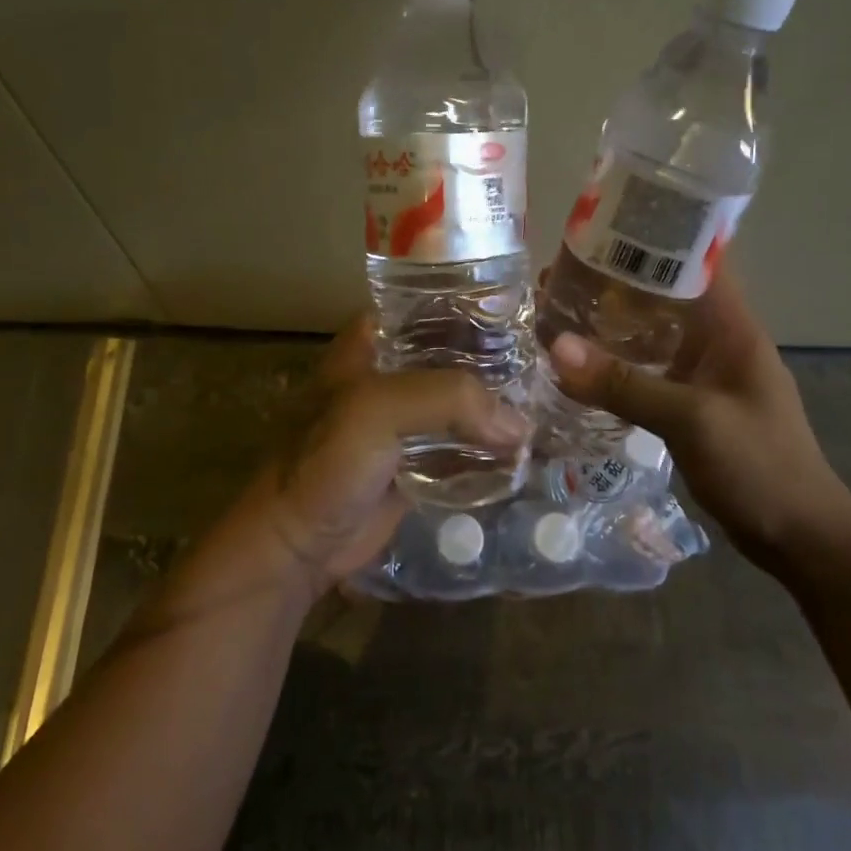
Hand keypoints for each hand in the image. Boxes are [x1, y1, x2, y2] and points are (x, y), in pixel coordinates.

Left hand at [211, 316, 528, 601]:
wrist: (297, 545)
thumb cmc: (325, 463)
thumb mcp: (377, 411)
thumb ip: (448, 400)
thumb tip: (520, 425)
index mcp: (376, 342)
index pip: (435, 305)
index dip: (480, 306)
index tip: (530, 313)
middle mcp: (395, 371)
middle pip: (459, 353)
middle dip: (502, 359)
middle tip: (553, 363)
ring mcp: (409, 418)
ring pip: (465, 400)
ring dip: (501, 404)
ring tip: (553, 400)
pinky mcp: (420, 459)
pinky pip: (465, 443)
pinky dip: (493, 444)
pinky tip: (531, 444)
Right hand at [546, 268, 849, 567]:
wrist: (800, 537)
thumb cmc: (759, 466)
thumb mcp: (691, 419)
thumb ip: (624, 384)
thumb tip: (556, 347)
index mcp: (732, 326)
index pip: (695, 260)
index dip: (651, 239)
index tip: (598, 229)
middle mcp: (718, 339)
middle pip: (663, 296)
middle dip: (615, 284)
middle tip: (558, 277)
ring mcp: (706, 373)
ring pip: (653, 334)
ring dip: (613, 324)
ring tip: (559, 314)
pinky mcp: (694, 403)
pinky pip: (650, 370)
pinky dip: (619, 363)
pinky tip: (583, 366)